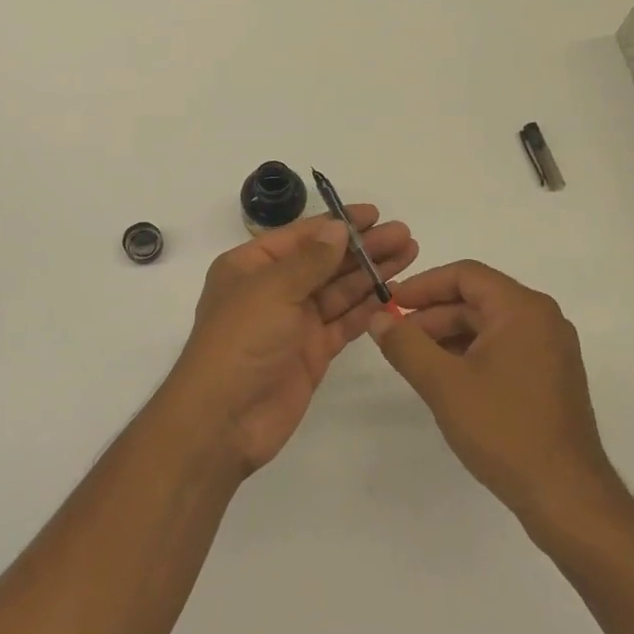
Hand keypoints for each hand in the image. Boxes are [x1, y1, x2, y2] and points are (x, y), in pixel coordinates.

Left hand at [162, 207, 417, 477]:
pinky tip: (393, 294)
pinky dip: (367, 308)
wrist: (224, 419)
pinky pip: (343, 322)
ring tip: (409, 255)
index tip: (375, 214)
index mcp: (251, 266)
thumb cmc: (240, 341)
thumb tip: (337, 227)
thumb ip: (310, 260)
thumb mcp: (272, 290)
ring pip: (338, 290)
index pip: (301, 236)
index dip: (337, 223)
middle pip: (324, 261)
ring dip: (371, 273)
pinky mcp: (312, 352)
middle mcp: (273, 289)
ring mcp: (293, 322)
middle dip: (363, 248)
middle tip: (404, 235)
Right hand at [369, 260, 630, 535]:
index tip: (390, 303)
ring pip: (488, 326)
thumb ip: (405, 345)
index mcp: (523, 309)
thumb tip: (377, 318)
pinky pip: (503, 348)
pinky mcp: (551, 377)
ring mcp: (551, 350)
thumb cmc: (504, 430)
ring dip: (449, 336)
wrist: (567, 498)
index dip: (423, 285)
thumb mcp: (443, 384)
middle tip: (395, 336)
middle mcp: (543, 319)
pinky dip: (471, 354)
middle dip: (433, 314)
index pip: (465, 275)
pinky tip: (446, 379)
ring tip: (415, 360)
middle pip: (477, 299)